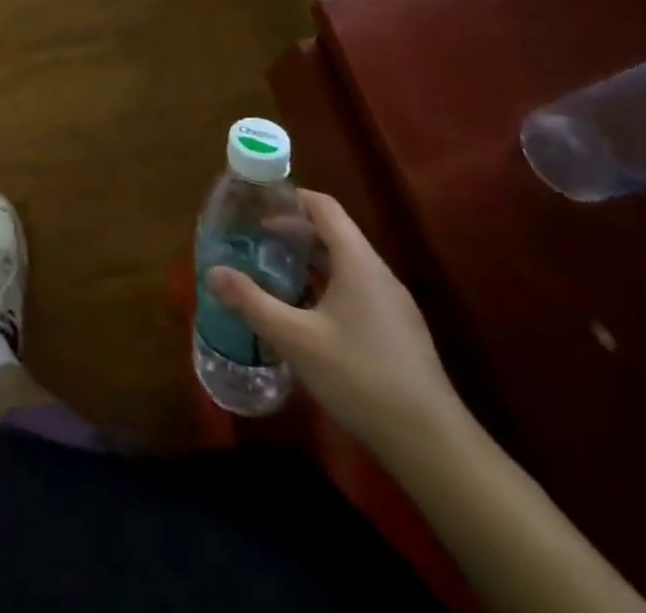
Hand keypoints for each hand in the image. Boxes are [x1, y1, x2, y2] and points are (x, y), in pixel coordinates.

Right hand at [206, 189, 461, 454]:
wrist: (433, 447)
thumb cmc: (360, 377)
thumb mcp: (295, 338)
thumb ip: (251, 301)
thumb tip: (212, 272)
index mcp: (358, 263)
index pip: (324, 207)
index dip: (290, 198)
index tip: (256, 205)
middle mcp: (379, 275)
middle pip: (334, 234)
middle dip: (292, 232)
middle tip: (253, 240)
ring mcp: (393, 306)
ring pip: (345, 265)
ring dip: (308, 261)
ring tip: (272, 273)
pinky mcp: (398, 333)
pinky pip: (356, 290)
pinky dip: (326, 286)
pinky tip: (304, 314)